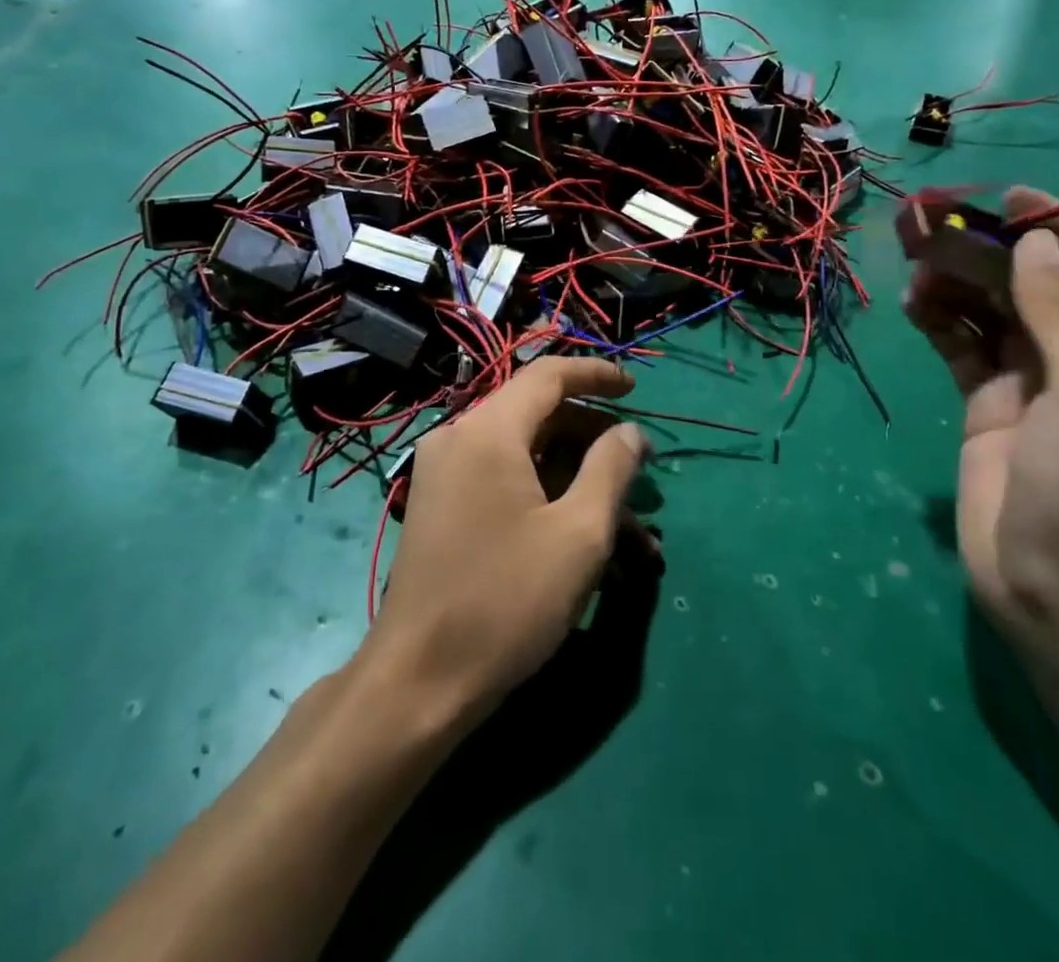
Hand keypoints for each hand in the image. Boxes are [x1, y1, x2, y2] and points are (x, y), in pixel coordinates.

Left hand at [360, 358, 650, 723]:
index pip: (548, 376)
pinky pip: (505, 483)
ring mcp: (445, 474)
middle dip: (595, 442)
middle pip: (538, 416)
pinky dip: (548, 500)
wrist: (419, 682)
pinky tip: (587, 544)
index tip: (636, 390)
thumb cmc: (507, 600)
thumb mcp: (579, 533)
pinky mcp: (443, 508)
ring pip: (526, 456)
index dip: (596, 375)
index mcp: (488, 431)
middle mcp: (459, 439)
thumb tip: (630, 432)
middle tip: (640, 473)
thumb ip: (611, 468)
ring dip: (578, 481)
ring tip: (629, 528)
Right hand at [907, 189, 1058, 668]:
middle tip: (933, 224)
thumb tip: (1031, 245)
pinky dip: (937, 322)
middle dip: (987, 252)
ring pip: (988, 313)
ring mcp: (1027, 383)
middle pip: (1029, 286)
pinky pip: (959, 348)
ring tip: (914, 261)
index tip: (1009, 198)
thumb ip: (1056, 313)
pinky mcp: (984, 406)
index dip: (1055, 231)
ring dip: (955, 284)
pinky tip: (912, 304)